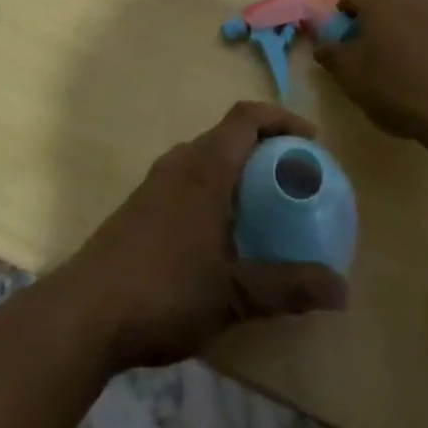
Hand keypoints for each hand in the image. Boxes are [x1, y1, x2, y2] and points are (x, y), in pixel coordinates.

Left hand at [56, 102, 348, 371]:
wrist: (86, 311)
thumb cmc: (165, 291)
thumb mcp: (234, 294)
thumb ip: (288, 288)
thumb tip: (342, 290)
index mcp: (205, 167)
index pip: (246, 117)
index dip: (281, 118)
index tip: (311, 142)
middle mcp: (180, 162)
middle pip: (228, 135)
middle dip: (265, 149)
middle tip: (295, 181)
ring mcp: (155, 182)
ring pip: (206, 158)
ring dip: (238, 171)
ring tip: (265, 208)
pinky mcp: (140, 205)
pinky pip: (188, 180)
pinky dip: (215, 189)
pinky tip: (222, 234)